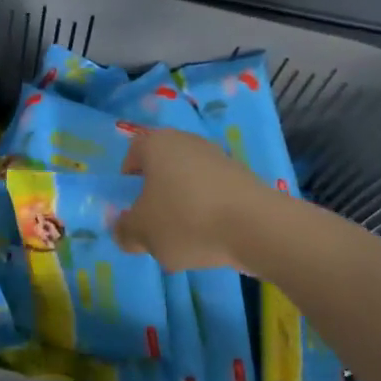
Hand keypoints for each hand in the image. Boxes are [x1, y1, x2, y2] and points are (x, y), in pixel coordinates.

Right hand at [113, 128, 276, 271]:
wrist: (256, 227)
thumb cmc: (186, 220)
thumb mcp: (142, 234)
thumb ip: (124, 231)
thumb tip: (123, 229)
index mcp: (157, 145)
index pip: (133, 152)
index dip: (127, 178)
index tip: (131, 205)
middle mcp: (187, 142)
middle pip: (163, 167)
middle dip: (156, 195)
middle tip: (155, 224)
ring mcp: (219, 157)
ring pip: (189, 181)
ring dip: (183, 205)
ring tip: (185, 237)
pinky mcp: (243, 177)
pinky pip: (214, 193)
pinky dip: (208, 212)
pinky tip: (212, 238)